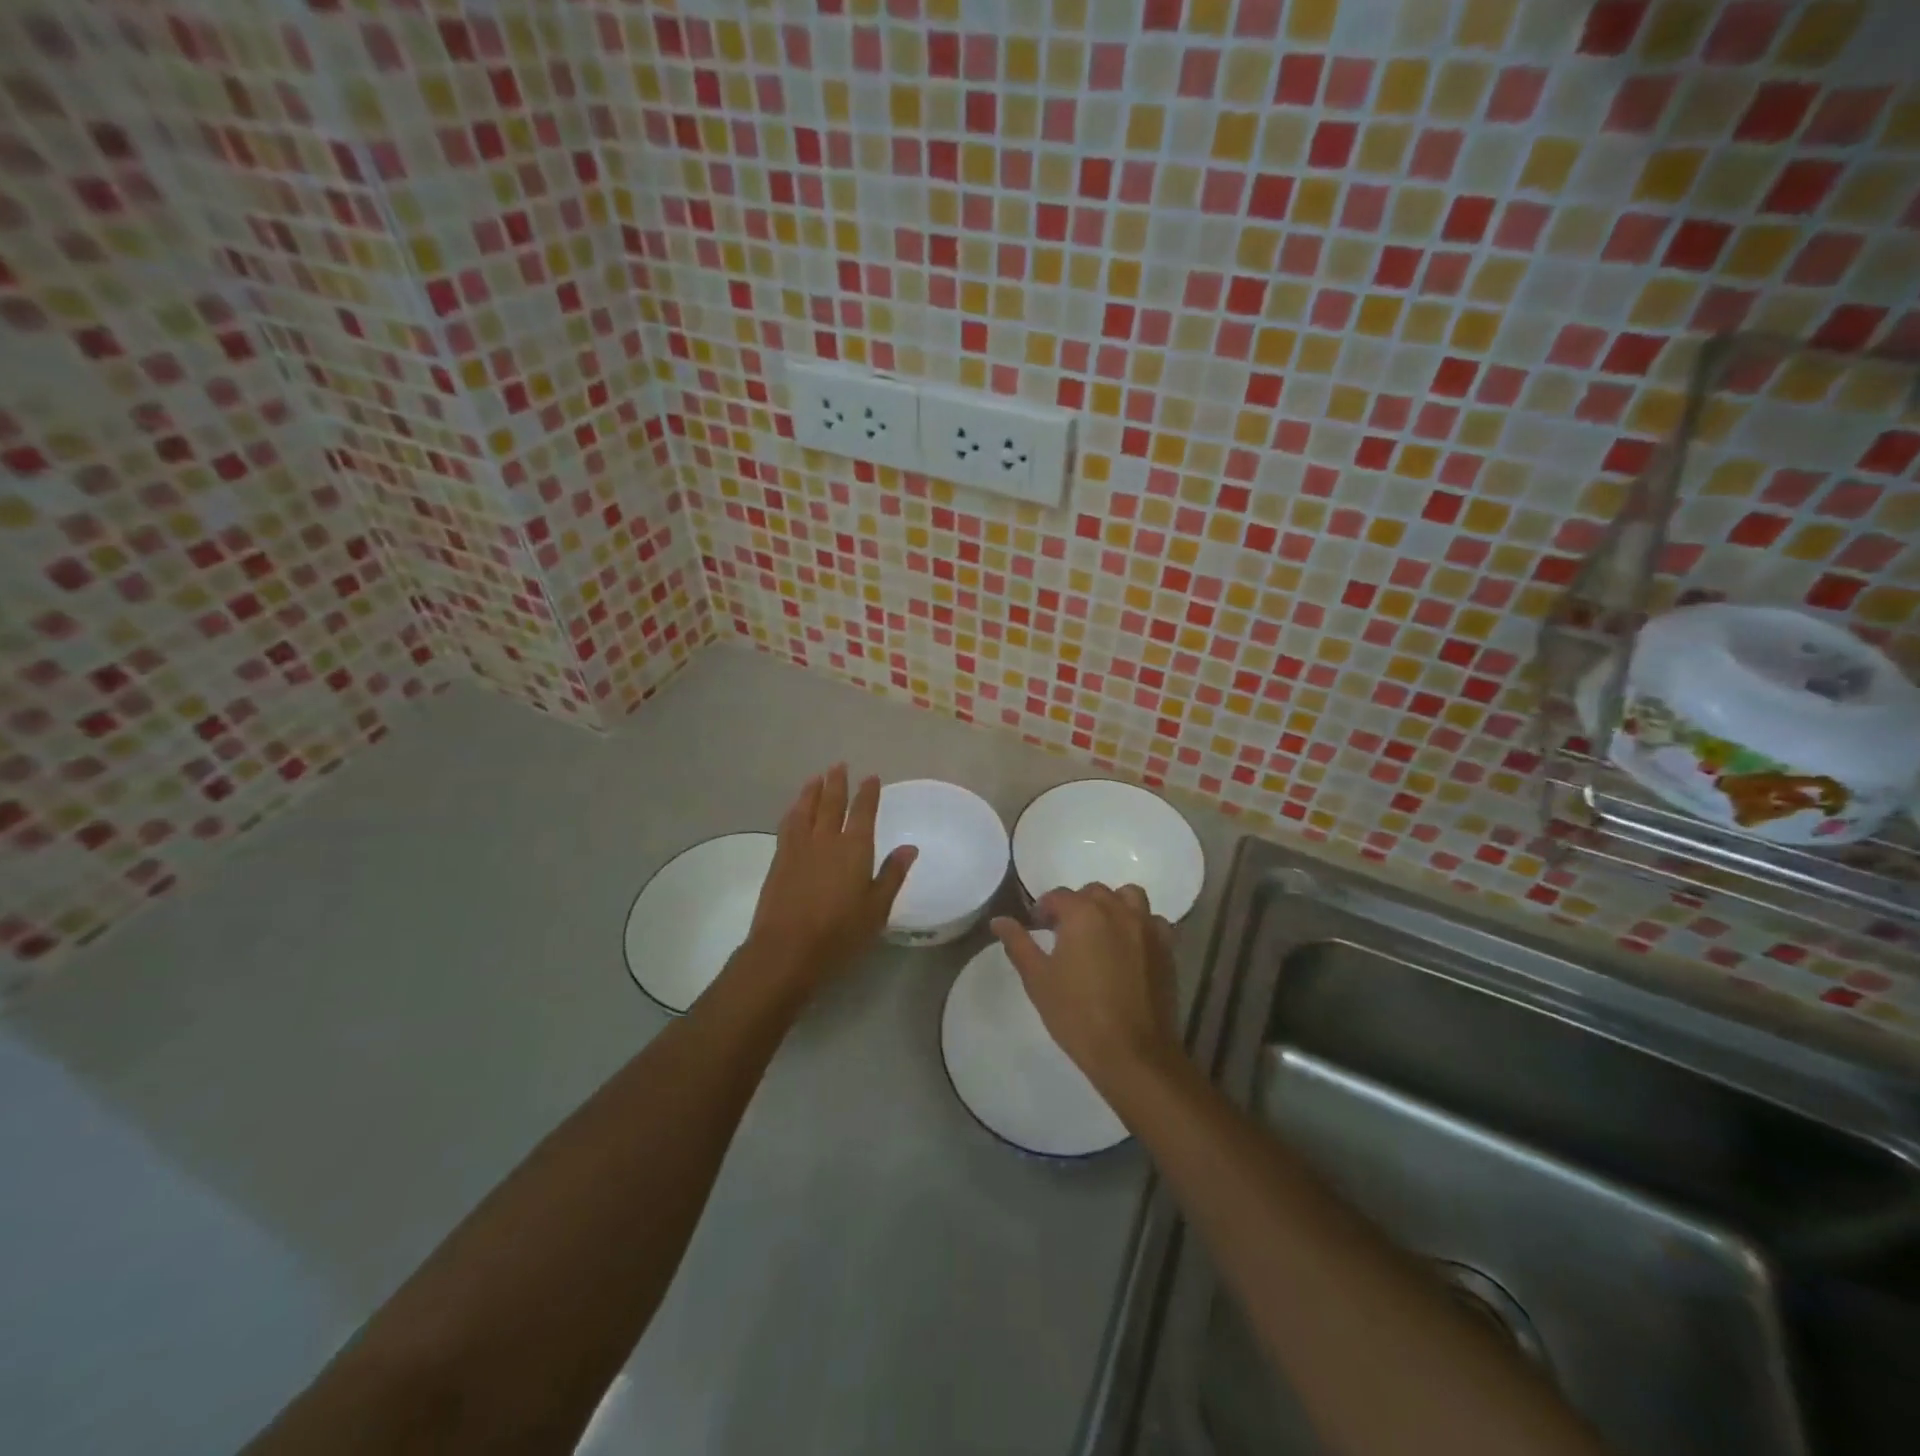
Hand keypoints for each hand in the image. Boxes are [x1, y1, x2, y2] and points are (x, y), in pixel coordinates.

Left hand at [745, 766, 915, 994]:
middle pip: (831, 803)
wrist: (786, 950)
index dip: (868, 793)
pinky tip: (794, 810)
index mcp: (854, 848)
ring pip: (806, 809)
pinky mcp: (779, 860)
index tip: (871, 777)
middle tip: (839, 765)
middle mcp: (826, 839)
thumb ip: (892, 875)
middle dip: (837, 782)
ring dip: (812, 791)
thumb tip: (910, 847)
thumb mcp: (876, 909)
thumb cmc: (839, 933)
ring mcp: (799, 847)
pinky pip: (788, 824)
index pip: (863, 812)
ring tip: (816, 778)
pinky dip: (794, 811)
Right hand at [991, 884, 1181, 1097]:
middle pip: (1093, 892)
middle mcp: (1117, 911)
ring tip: (1100, 932)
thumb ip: (1018, 943)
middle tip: (1064, 934)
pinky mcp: (1166, 948)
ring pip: (1128, 897)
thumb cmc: (1077, 1015)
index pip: (1058, 896)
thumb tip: (999, 920)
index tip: (1036, 928)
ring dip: (1112, 906)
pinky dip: (1139, 925)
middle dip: (1076, 906)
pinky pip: (1153, 921)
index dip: (1043, 910)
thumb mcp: (1038, 979)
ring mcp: (1146, 927)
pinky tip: (1129, 947)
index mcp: (1083, 913)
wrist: (1133, 1054)